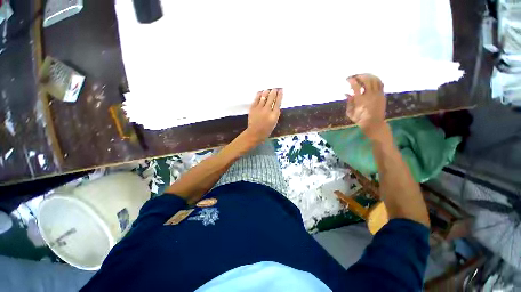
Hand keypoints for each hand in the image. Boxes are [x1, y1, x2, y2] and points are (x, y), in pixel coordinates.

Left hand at [245, 88, 282, 143]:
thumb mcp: (274, 122)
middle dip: (274, 91)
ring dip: (267, 91)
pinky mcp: (253, 108)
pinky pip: (256, 98)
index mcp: (274, 115)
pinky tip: (261, 92)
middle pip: (272, 97)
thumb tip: (276, 104)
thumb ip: (276, 113)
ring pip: (264, 96)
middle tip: (275, 88)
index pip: (278, 102)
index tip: (281, 90)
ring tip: (268, 89)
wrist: (255, 133)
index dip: (280, 95)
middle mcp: (267, 110)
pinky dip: (259, 94)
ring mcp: (259, 108)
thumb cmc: (266, 130)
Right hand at [346, 74, 388, 140]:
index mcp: (360, 100)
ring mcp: (378, 95)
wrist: (374, 124)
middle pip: (366, 80)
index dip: (351, 81)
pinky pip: (380, 83)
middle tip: (355, 76)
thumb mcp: (350, 113)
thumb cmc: (360, 120)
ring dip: (368, 76)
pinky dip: (375, 79)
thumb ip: (349, 103)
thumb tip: (347, 94)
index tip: (348, 79)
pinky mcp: (382, 95)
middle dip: (360, 76)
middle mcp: (370, 95)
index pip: (356, 86)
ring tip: (362, 76)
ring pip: (374, 80)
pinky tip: (371, 79)